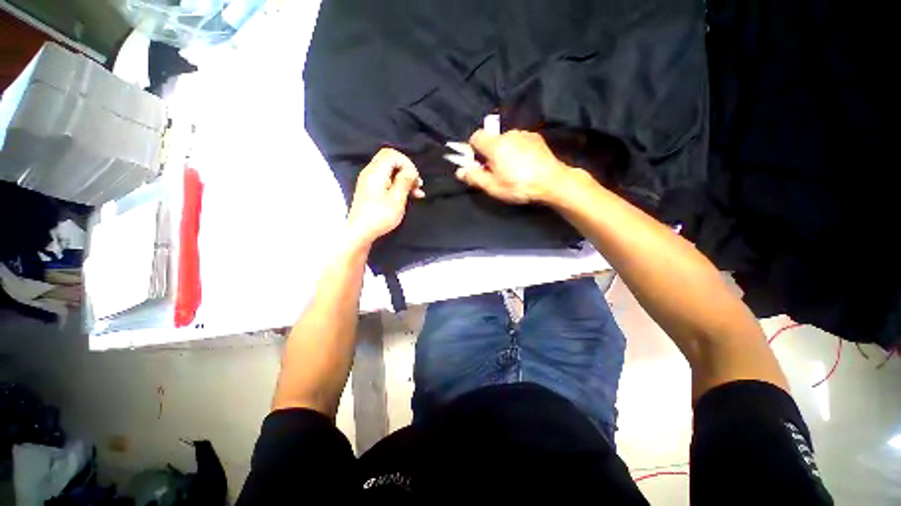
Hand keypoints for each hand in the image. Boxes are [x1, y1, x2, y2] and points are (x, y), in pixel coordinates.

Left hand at [347, 148, 424, 244]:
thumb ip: (404, 181)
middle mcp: (370, 173)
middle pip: (391, 161)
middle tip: (417, 185)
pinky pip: (386, 181)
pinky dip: (398, 185)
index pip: (392, 154)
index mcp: (375, 172)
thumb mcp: (397, 199)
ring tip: (417, 193)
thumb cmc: (379, 217)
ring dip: (404, 179)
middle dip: (407, 171)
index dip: (406, 163)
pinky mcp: (370, 190)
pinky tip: (408, 196)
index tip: (415, 178)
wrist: (360, 232)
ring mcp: (369, 181)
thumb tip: (410, 172)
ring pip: (390, 172)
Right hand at [455, 129, 573, 203]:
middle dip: (489, 153)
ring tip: (513, 169)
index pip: (475, 137)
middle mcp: (508, 134)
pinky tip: (525, 164)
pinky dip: (517, 150)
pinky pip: (519, 141)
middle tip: (496, 171)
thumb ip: (474, 177)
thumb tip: (460, 171)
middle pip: (491, 140)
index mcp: (495, 145)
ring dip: (504, 152)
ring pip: (506, 141)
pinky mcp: (536, 137)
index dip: (473, 150)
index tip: (479, 164)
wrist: (552, 181)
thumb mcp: (493, 187)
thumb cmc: (519, 186)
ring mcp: (524, 134)